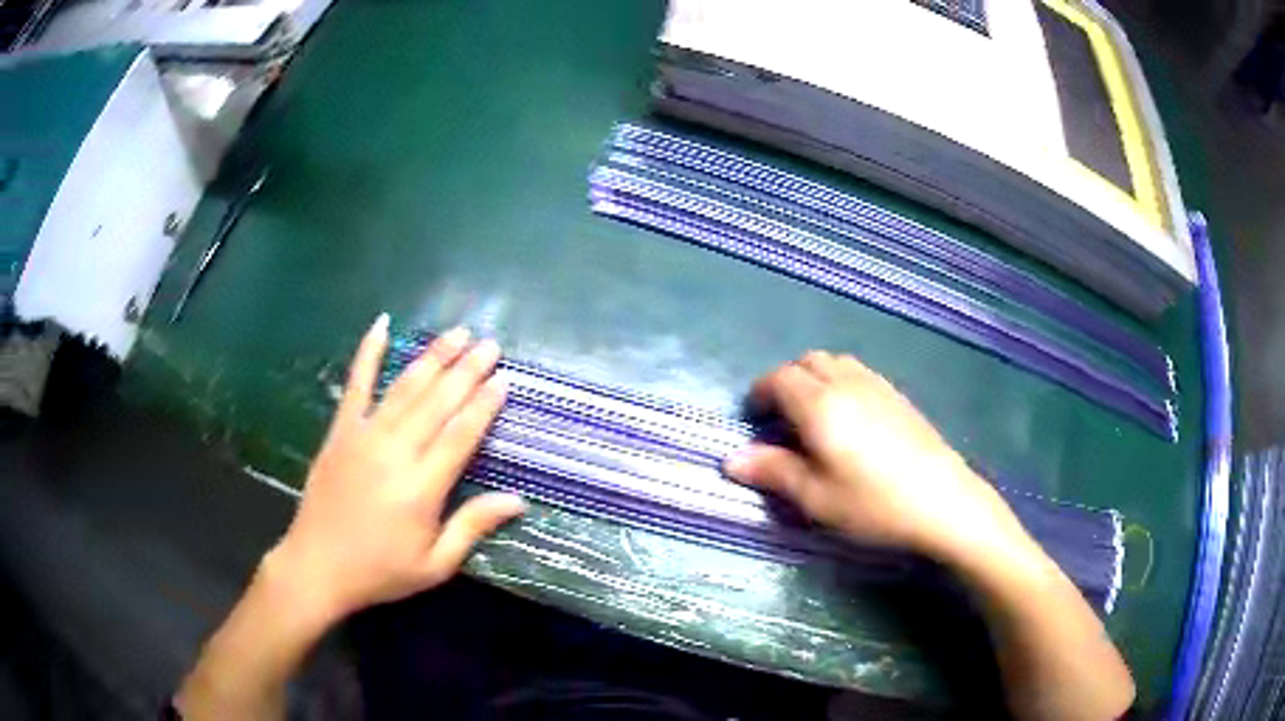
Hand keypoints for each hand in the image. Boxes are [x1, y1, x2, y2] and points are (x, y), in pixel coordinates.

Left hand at [267, 316, 524, 625]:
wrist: (318, 566)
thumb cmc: (381, 570)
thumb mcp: (435, 564)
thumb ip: (473, 526)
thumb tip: (518, 499)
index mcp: (421, 487)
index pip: (460, 434)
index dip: (484, 404)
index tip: (504, 379)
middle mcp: (395, 452)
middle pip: (437, 402)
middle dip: (467, 370)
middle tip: (490, 344)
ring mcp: (364, 435)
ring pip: (405, 387)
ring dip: (433, 357)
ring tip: (457, 333)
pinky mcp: (340, 430)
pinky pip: (356, 383)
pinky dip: (368, 352)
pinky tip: (382, 325)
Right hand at [725, 351, 1025, 561]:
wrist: (942, 500)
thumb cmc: (872, 504)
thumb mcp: (815, 498)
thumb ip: (773, 472)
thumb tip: (731, 460)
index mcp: (820, 405)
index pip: (779, 379)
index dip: (760, 393)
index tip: (753, 419)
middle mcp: (846, 383)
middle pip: (806, 362)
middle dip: (785, 381)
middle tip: (779, 419)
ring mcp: (877, 385)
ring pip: (834, 362)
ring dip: (813, 378)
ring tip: (812, 416)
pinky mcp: (898, 395)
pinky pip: (858, 372)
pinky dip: (839, 382)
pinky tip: (848, 418)